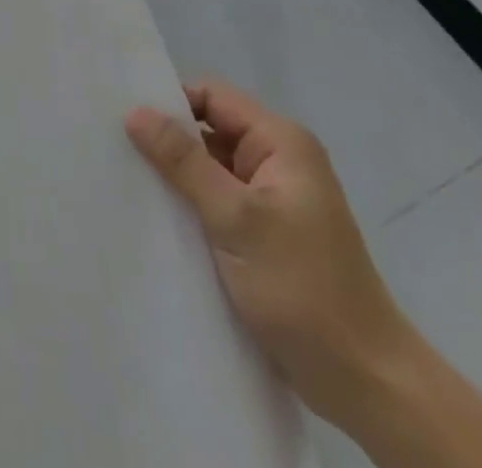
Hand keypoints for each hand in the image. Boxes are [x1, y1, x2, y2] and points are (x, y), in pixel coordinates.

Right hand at [125, 80, 413, 425]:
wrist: (367, 385)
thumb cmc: (303, 289)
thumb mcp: (236, 219)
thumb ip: (184, 161)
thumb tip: (135, 111)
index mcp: (281, 142)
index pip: (211, 96)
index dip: (169, 102)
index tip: (124, 120)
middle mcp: (278, 161)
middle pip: (208, 130)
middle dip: (167, 142)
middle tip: (115, 150)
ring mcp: (272, 200)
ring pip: (209, 169)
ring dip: (175, 179)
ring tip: (126, 183)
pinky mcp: (265, 235)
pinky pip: (217, 203)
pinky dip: (190, 207)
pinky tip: (156, 220)